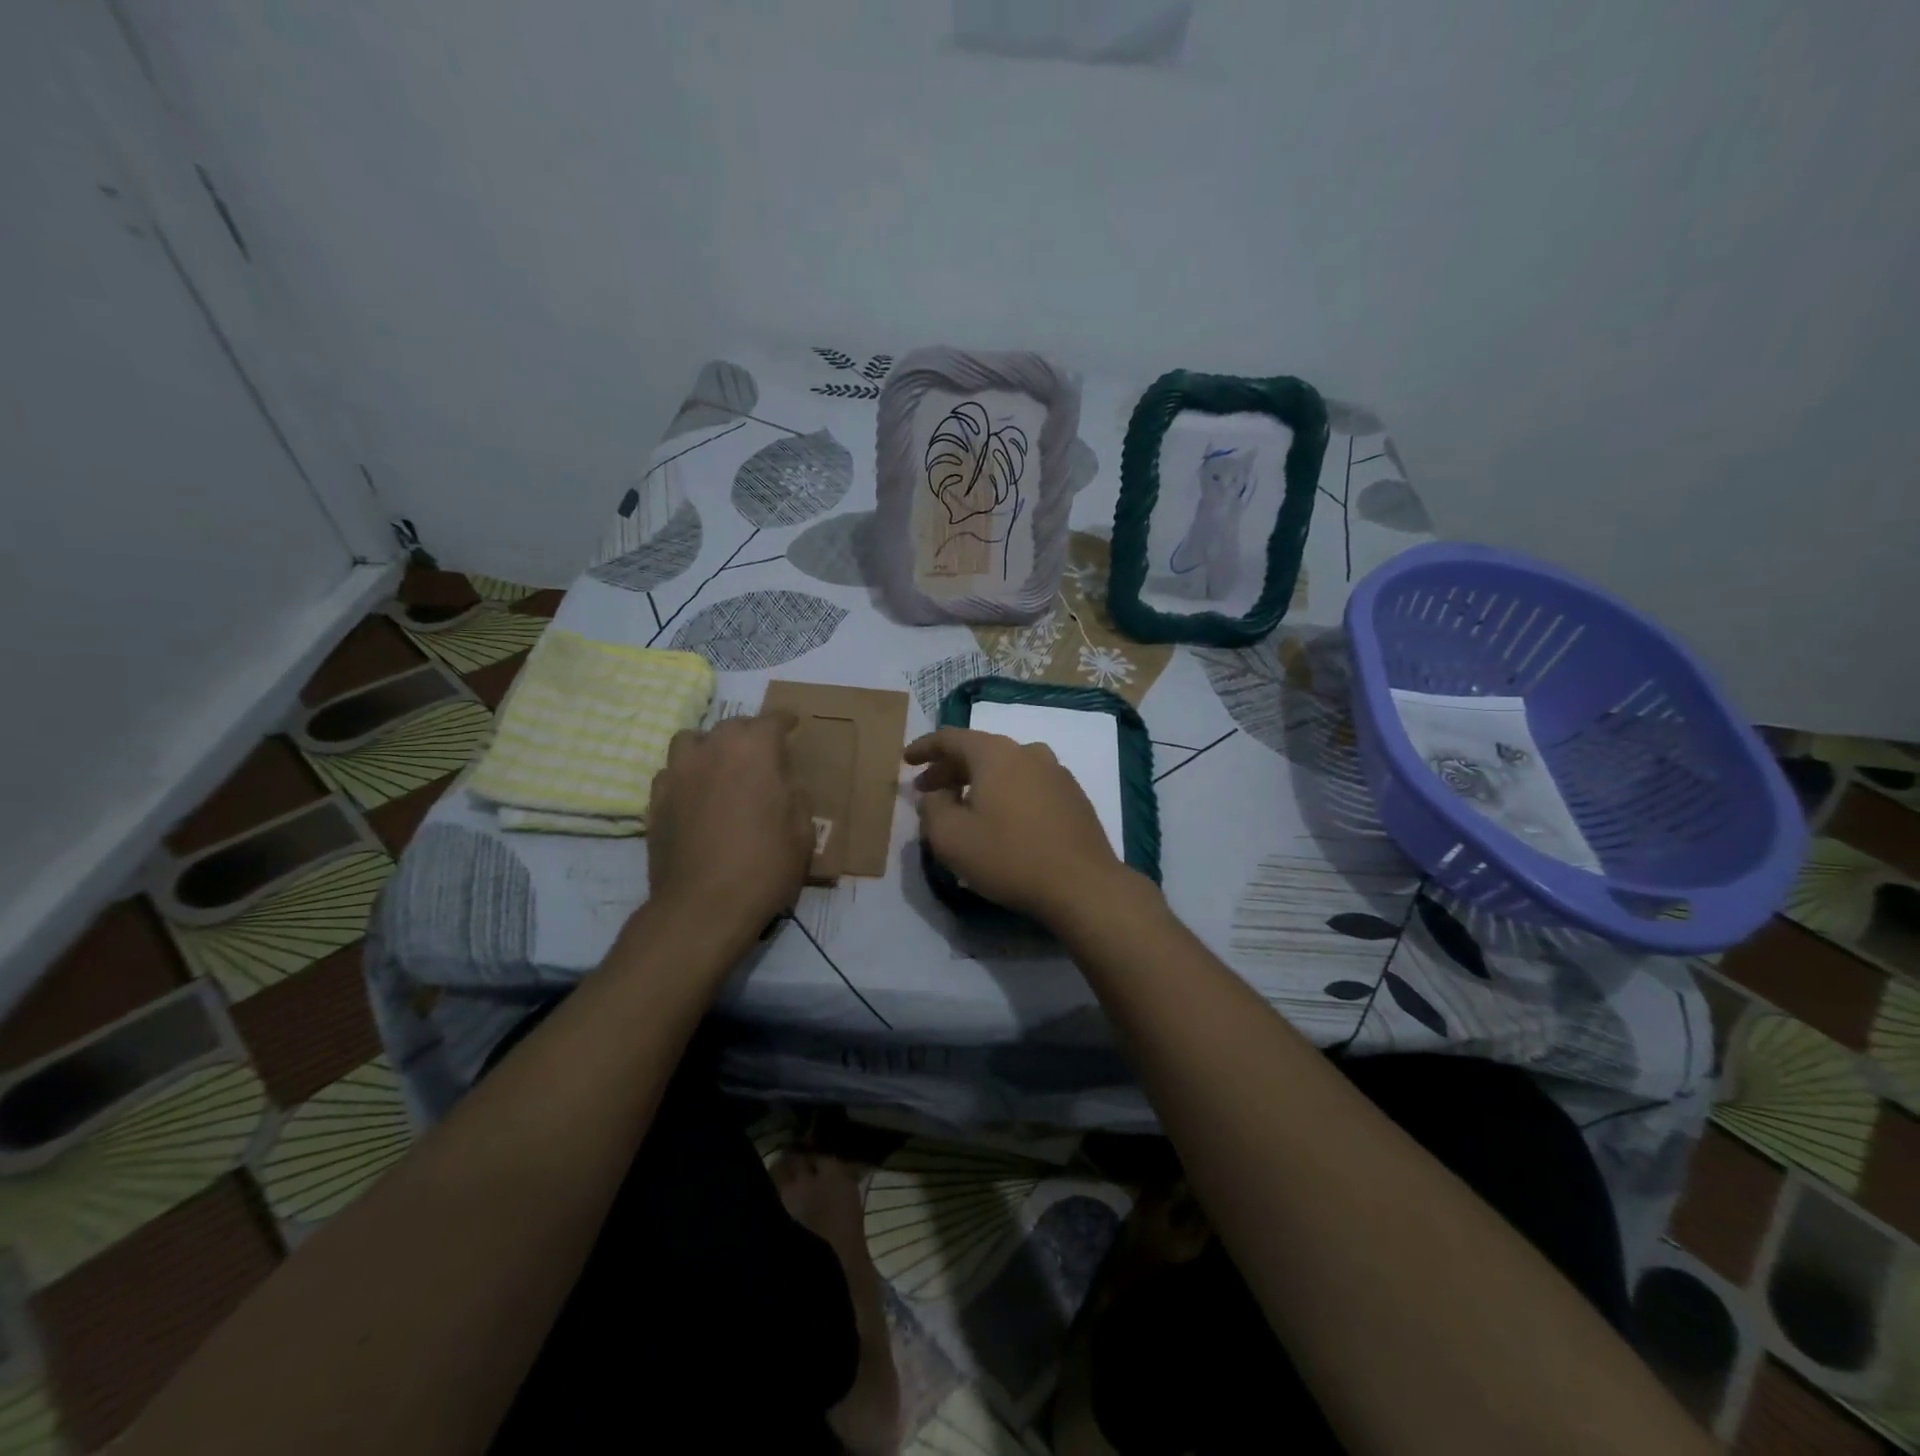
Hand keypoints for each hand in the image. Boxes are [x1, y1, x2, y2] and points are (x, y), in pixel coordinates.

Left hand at [647, 712, 812, 937]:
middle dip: (749, 734)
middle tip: (762, 754)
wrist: (703, 906)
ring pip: (692, 740)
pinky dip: (686, 775)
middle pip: (732, 726)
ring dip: (710, 747)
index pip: (772, 720)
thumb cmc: (764, 866)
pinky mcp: (655, 800)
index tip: (792, 724)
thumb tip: (784, 784)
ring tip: (720, 767)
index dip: (785, 721)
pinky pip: (671, 772)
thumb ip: (795, 796)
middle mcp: (712, 750)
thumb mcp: (802, 832)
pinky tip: (695, 795)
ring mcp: (678, 773)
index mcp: (754, 751)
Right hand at [905, 727, 1142, 925]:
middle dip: (949, 769)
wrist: (1083, 885)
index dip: (924, 748)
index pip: (951, 738)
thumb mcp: (951, 838)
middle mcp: (1028, 752)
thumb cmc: (1008, 856)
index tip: (906, 760)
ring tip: (963, 805)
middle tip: (928, 790)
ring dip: (979, 782)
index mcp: (995, 754)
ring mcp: (1056, 773)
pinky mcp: (1073, 797)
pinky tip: (1001, 820)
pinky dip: (1006, 794)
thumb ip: (933, 809)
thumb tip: (936, 795)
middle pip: (980, 752)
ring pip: (1006, 768)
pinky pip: (1028, 785)